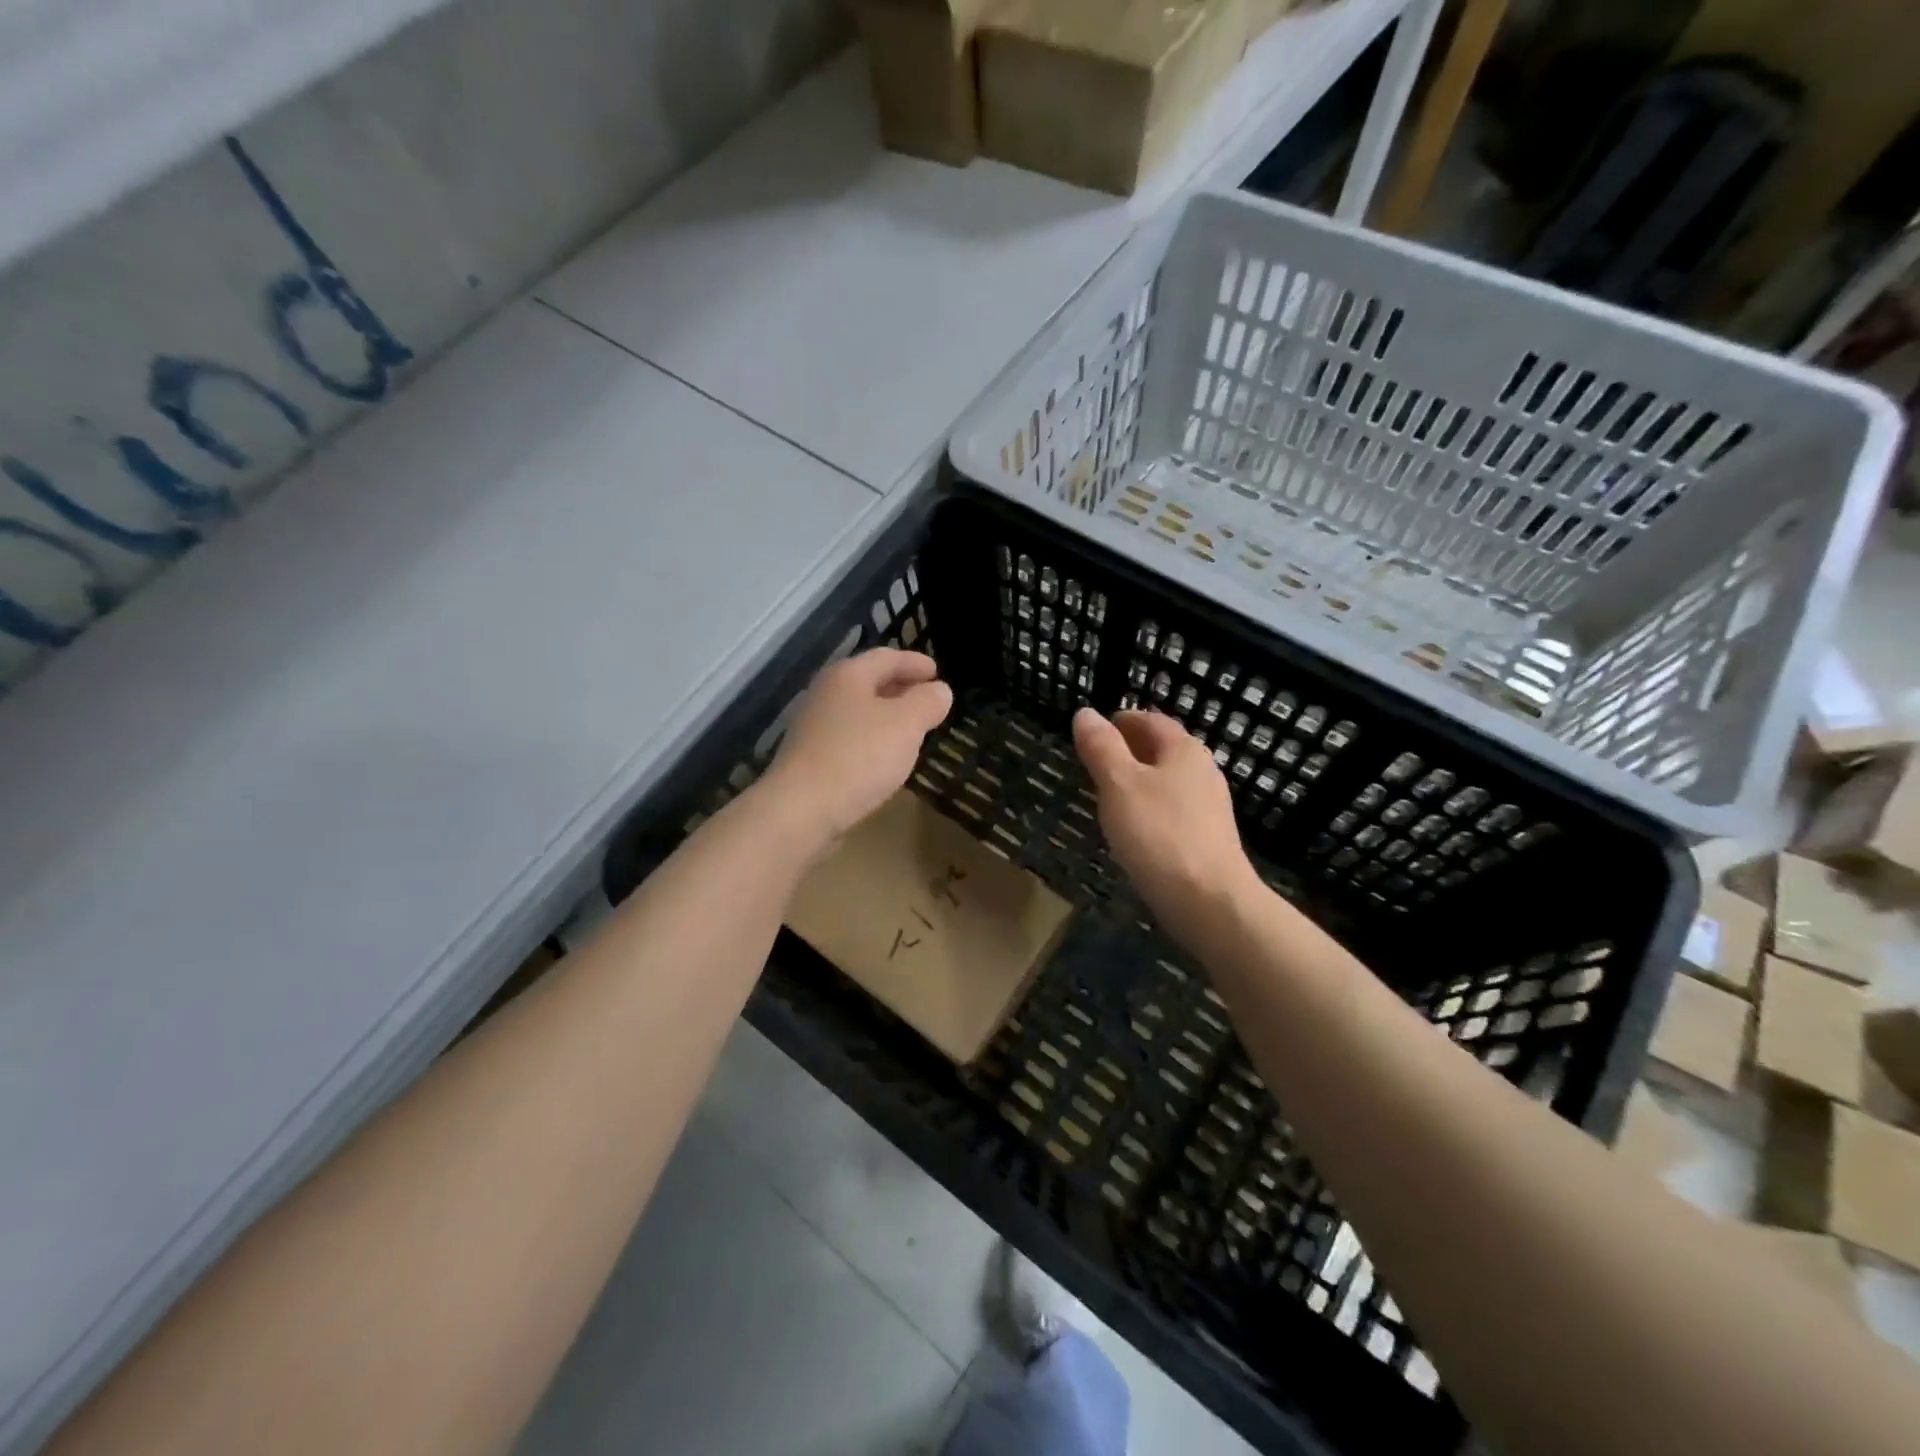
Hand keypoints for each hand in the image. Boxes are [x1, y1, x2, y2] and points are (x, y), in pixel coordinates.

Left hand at [759, 649, 952, 852]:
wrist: (801, 809)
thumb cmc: (859, 757)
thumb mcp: (906, 724)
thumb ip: (927, 703)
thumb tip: (940, 690)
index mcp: (848, 676)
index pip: (887, 657)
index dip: (915, 662)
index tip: (937, 672)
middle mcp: (826, 693)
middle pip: (869, 681)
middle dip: (901, 688)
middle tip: (928, 699)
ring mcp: (814, 727)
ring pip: (858, 711)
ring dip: (887, 715)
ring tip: (912, 729)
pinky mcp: (810, 758)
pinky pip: (849, 737)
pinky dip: (872, 738)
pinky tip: (884, 757)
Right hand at [1073, 707, 1260, 945]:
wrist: (1209, 901)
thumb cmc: (1159, 834)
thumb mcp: (1119, 784)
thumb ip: (1101, 747)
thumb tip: (1086, 713)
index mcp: (1184, 750)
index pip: (1150, 720)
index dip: (1121, 721)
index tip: (1094, 730)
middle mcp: (1202, 771)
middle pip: (1162, 750)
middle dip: (1129, 750)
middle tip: (1095, 761)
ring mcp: (1209, 806)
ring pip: (1168, 781)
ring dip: (1139, 780)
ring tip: (1107, 794)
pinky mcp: (1208, 838)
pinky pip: (1173, 810)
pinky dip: (1150, 807)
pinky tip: (1134, 828)